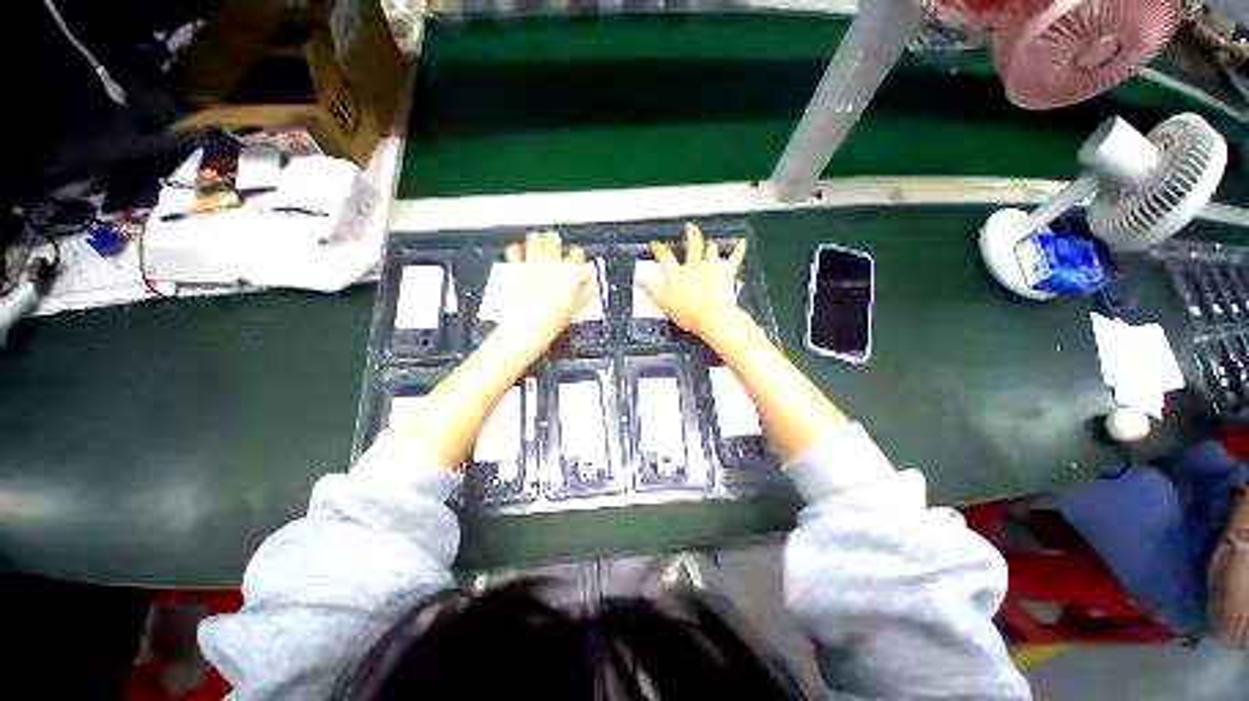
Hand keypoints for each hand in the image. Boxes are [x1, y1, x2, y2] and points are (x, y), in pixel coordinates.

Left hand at [496, 232, 591, 360]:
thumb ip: (584, 291)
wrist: (532, 324)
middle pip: (554, 242)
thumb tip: (590, 284)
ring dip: (536, 240)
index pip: (577, 253)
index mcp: (570, 272)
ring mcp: (534, 264)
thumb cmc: (555, 318)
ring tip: (536, 238)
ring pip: (535, 241)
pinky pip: (515, 252)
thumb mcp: (576, 306)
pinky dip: (516, 250)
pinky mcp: (518, 269)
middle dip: (554, 242)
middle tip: (553, 243)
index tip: (575, 257)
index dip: (576, 254)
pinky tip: (516, 249)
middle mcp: (553, 264)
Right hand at [637, 222, 746, 340]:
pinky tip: (741, 245)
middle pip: (692, 244)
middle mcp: (694, 266)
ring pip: (711, 249)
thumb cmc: (688, 314)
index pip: (665, 256)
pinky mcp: (726, 273)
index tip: (653, 244)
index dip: (657, 249)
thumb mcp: (664, 304)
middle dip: (690, 233)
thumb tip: (640, 280)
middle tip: (689, 227)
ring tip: (710, 244)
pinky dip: (738, 251)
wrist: (713, 318)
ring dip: (710, 246)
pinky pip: (734, 258)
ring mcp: (711, 267)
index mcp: (678, 273)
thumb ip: (652, 291)